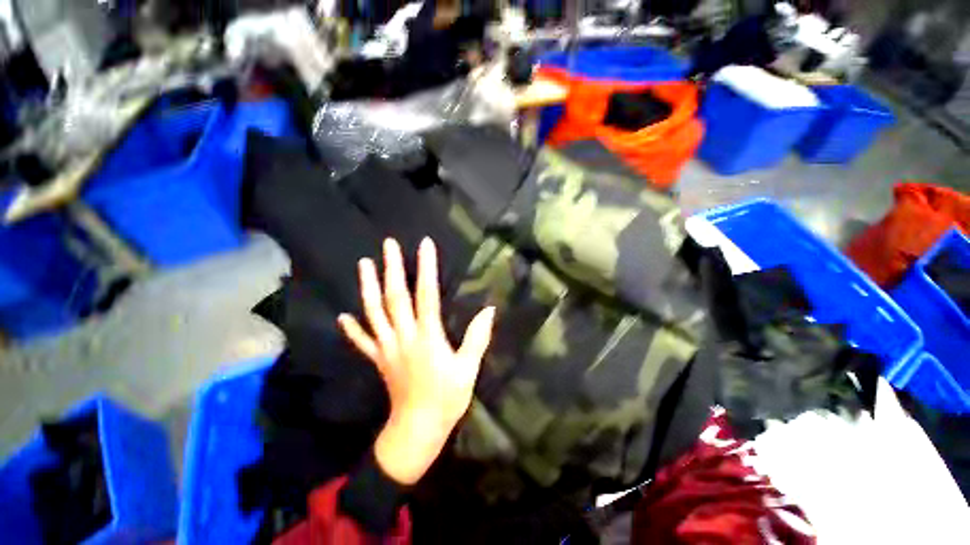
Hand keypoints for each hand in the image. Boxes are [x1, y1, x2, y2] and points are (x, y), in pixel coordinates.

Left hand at [338, 237, 494, 484]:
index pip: (426, 294)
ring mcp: (387, 348)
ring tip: (364, 264)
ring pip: (374, 312)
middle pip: (395, 297)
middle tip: (388, 244)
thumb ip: (478, 338)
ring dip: (368, 287)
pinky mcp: (379, 360)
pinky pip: (362, 341)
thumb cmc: (447, 398)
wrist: (417, 431)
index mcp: (427, 337)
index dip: (426, 268)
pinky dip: (352, 328)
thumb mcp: (468, 369)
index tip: (425, 245)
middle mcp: (404, 336)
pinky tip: (343, 317)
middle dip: (392, 268)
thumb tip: (489, 310)